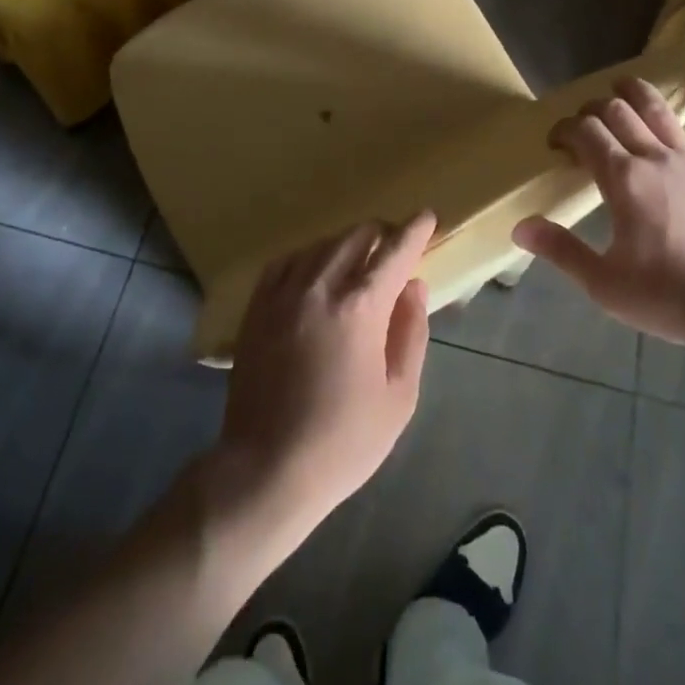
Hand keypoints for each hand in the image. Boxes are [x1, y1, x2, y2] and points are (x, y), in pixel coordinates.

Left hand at [214, 214, 433, 534]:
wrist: (267, 468)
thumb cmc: (344, 440)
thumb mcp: (399, 396)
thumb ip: (411, 333)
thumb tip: (414, 286)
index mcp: (360, 308)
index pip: (393, 251)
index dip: (414, 231)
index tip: (427, 217)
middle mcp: (320, 287)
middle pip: (355, 237)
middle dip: (381, 233)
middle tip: (395, 246)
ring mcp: (283, 294)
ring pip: (320, 244)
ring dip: (346, 243)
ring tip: (359, 258)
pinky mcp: (257, 307)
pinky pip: (286, 262)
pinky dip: (308, 256)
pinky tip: (315, 269)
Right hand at [512, 67, 684, 352]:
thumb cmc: (671, 298)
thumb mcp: (605, 284)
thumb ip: (561, 250)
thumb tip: (520, 226)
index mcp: (623, 180)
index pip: (585, 134)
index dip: (565, 130)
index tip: (555, 143)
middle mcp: (655, 158)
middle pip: (617, 113)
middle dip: (592, 110)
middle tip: (582, 124)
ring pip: (657, 110)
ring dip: (634, 91)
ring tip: (619, 84)